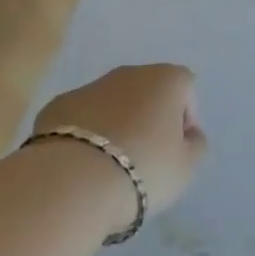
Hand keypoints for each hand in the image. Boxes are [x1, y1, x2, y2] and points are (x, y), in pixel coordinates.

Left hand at [33, 64, 206, 219]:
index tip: (175, 151)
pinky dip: (84, 135)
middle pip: (148, 92)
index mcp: (166, 79)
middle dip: (149, 119)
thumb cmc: (141, 170)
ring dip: (116, 125)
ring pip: (112, 103)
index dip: (185, 120)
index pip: (186, 89)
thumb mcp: (185, 169)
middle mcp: (130, 73)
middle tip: (143, 160)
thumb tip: (190, 136)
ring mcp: (91, 86)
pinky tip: (80, 166)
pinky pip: (81, 118)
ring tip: (109, 168)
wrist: (71, 182)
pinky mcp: (58, 105)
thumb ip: (196, 146)